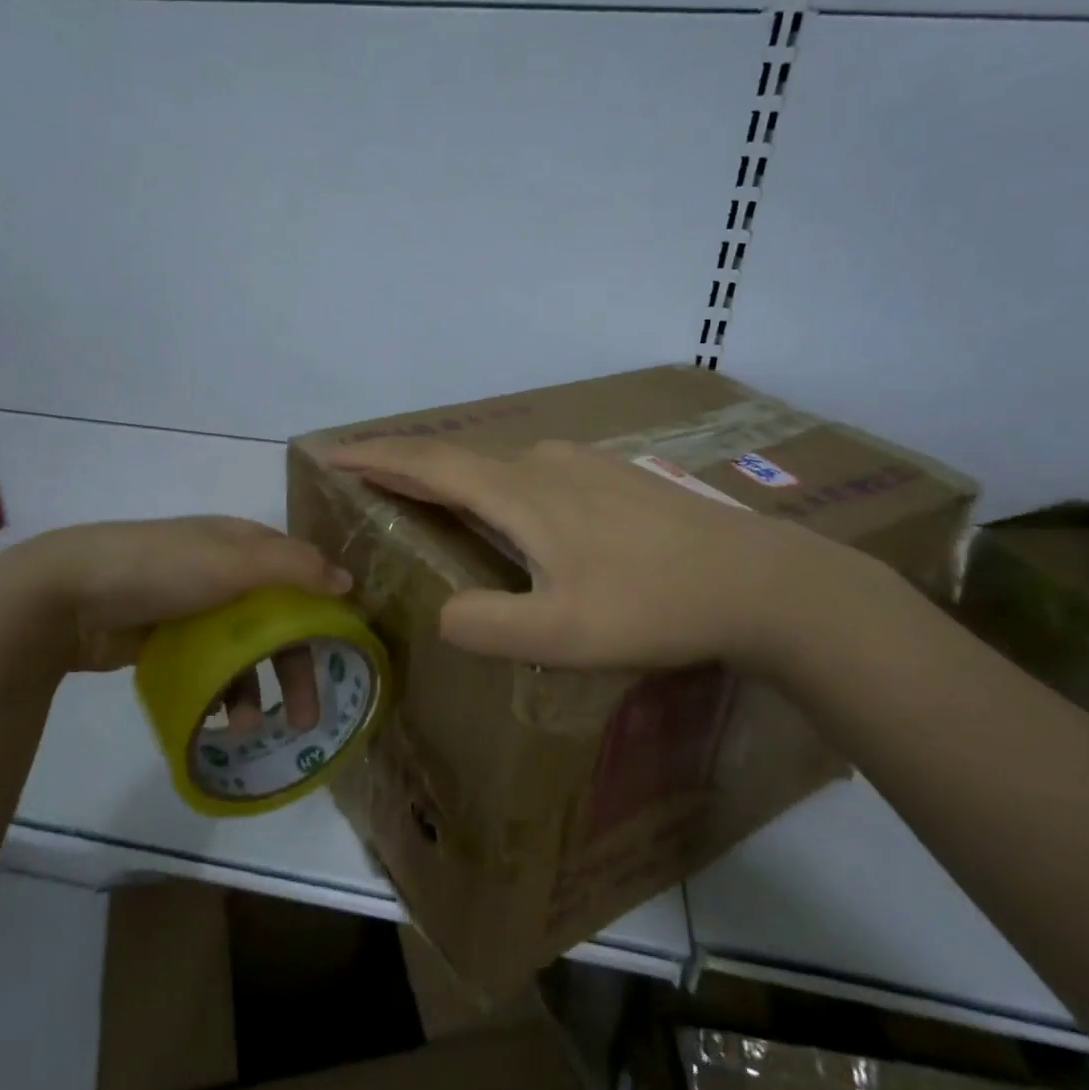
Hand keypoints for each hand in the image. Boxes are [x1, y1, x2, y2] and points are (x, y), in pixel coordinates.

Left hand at [0, 517, 350, 725]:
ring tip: (249, 729)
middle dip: (294, 669)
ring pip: (244, 652)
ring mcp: (195, 609)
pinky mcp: (169, 640)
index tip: (344, 653)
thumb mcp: (234, 560)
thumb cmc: (161, 569)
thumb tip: (348, 583)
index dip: (326, 611)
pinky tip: (218, 717)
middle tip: (306, 718)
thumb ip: (295, 569)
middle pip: (277, 622)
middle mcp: (226, 574)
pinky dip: (220, 692)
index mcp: (244, 546)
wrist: (67, 595)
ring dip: (255, 690)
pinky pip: (210, 669)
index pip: (301, 575)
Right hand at [325, 437, 873, 672]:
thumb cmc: (652, 607)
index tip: (331, 453)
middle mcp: (543, 463)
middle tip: (367, 479)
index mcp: (520, 493)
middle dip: (406, 465)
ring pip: (499, 464)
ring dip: (455, 476)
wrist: (758, 582)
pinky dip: (497, 484)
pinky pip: (533, 471)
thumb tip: (441, 613)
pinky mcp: (612, 477)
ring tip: (430, 499)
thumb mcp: (560, 635)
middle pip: (459, 458)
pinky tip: (511, 509)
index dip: (375, 457)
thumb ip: (486, 625)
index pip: (428, 465)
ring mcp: (583, 464)